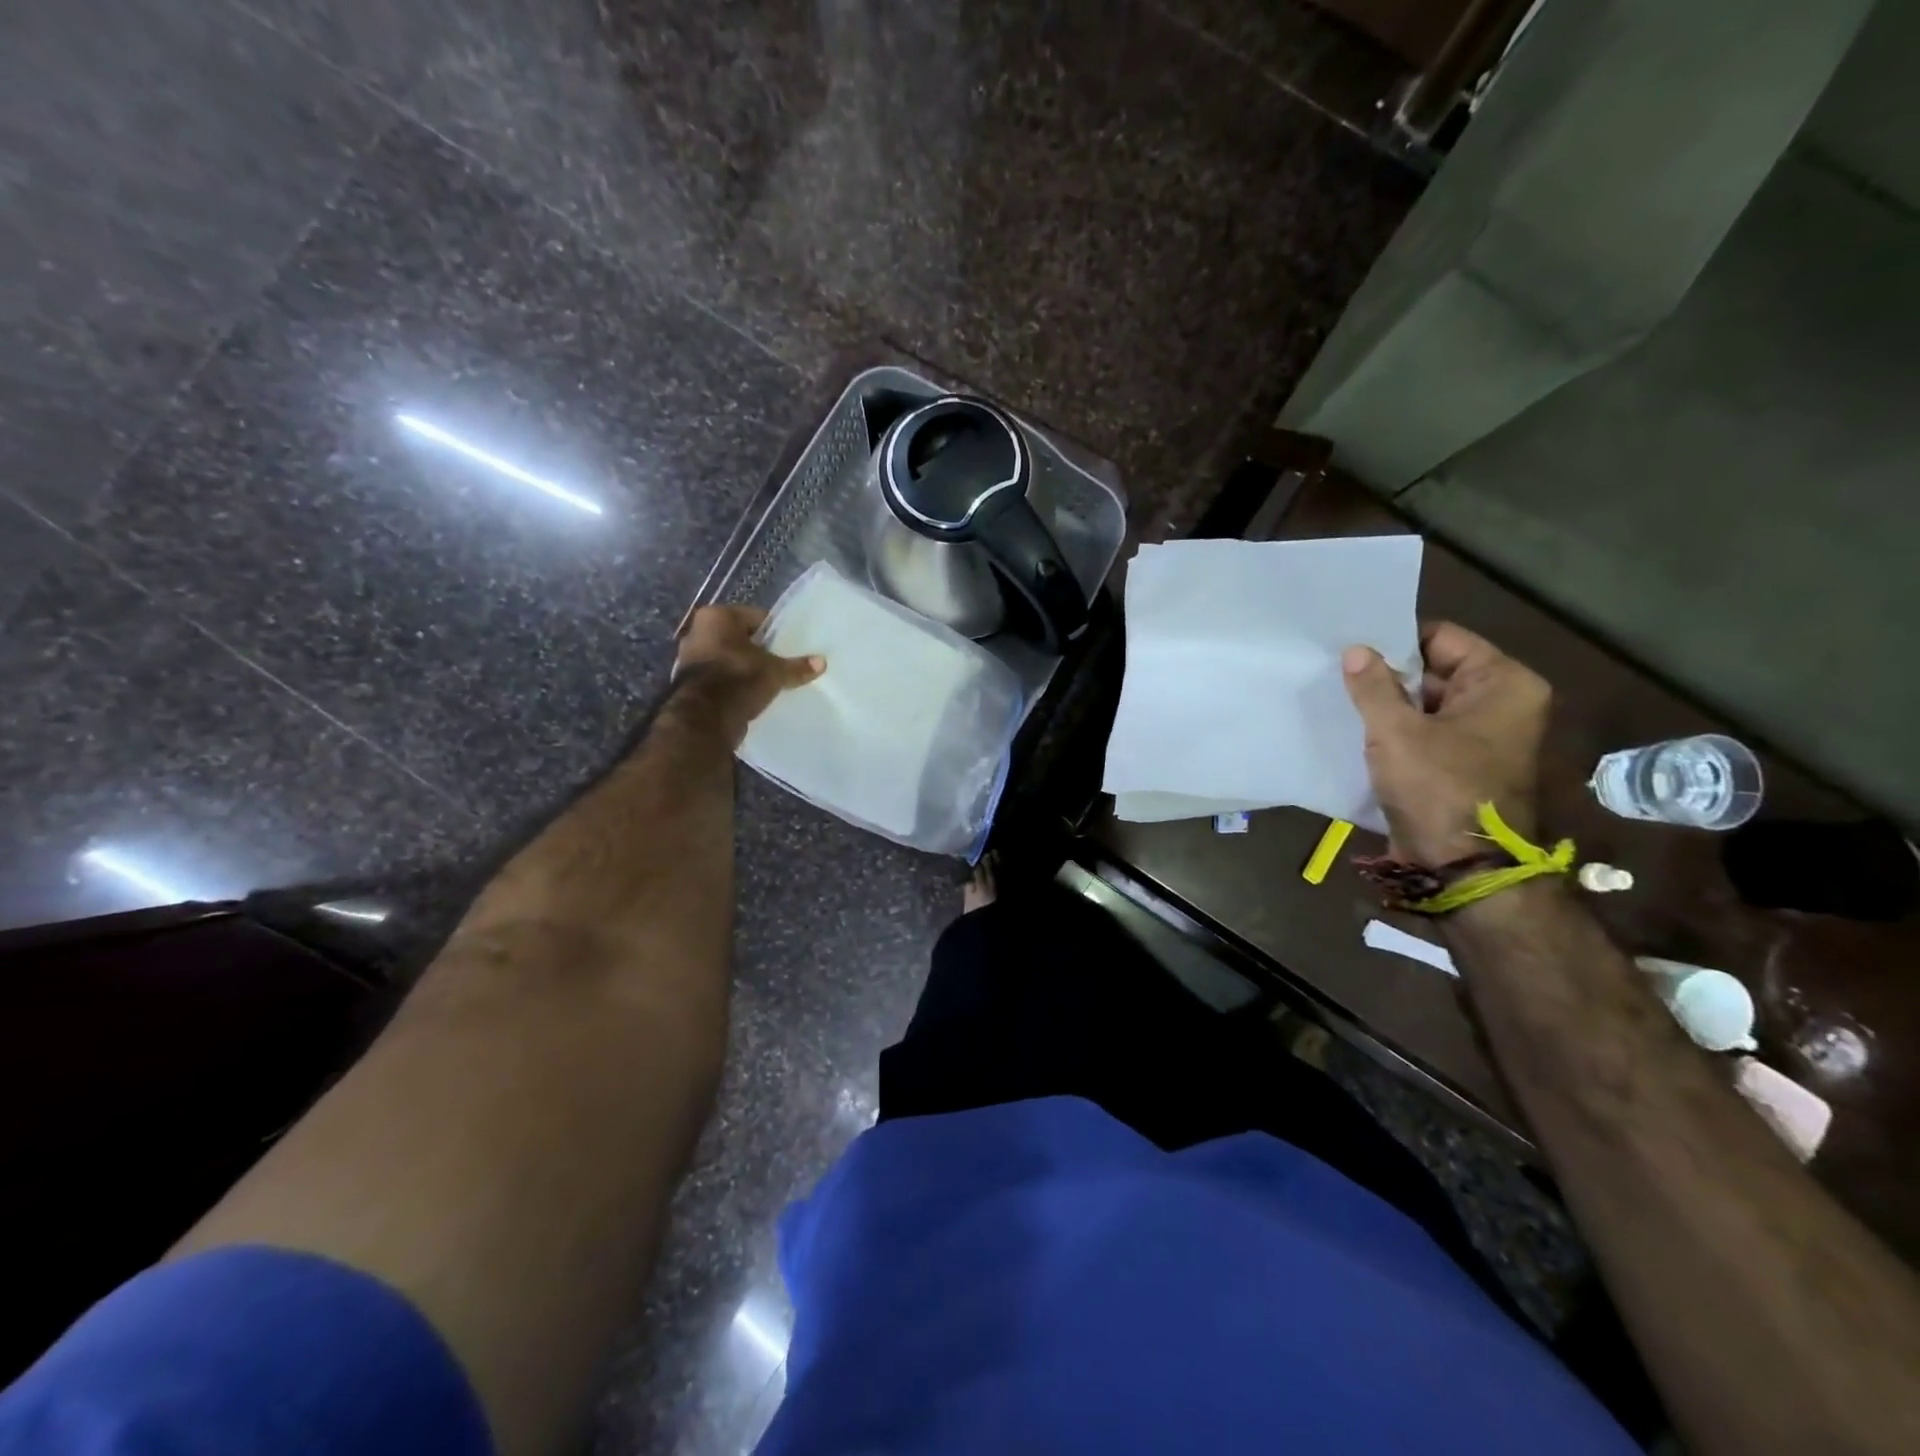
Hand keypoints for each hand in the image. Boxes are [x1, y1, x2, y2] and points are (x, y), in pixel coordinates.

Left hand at [671, 606, 823, 747]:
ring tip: (767, 681)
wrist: (705, 718)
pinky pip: (719, 677)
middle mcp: (697, 631)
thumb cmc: (740, 679)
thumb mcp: (775, 672)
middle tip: (780, 663)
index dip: (776, 632)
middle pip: (739, 637)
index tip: (789, 646)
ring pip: (728, 657)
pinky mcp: (688, 683)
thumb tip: (822, 662)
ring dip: (744, 667)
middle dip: (758, 650)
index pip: (756, 617)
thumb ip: (797, 666)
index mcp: (717, 616)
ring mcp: (689, 658)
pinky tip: (750, 694)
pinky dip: (732, 683)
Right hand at [1342, 622, 1550, 863]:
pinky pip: (1423, 732)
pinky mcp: (1459, 764)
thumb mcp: (1396, 731)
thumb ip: (1373, 686)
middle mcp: (1501, 703)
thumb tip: (1356, 650)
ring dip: (1386, 704)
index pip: (1442, 638)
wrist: (1460, 865)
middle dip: (1387, 674)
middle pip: (1434, 671)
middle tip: (1336, 668)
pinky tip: (1354, 727)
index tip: (1352, 643)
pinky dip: (1394, 730)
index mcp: (1503, 684)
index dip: (1396, 640)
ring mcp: (1481, 736)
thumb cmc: (1437, 786)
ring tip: (1339, 695)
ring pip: (1424, 704)